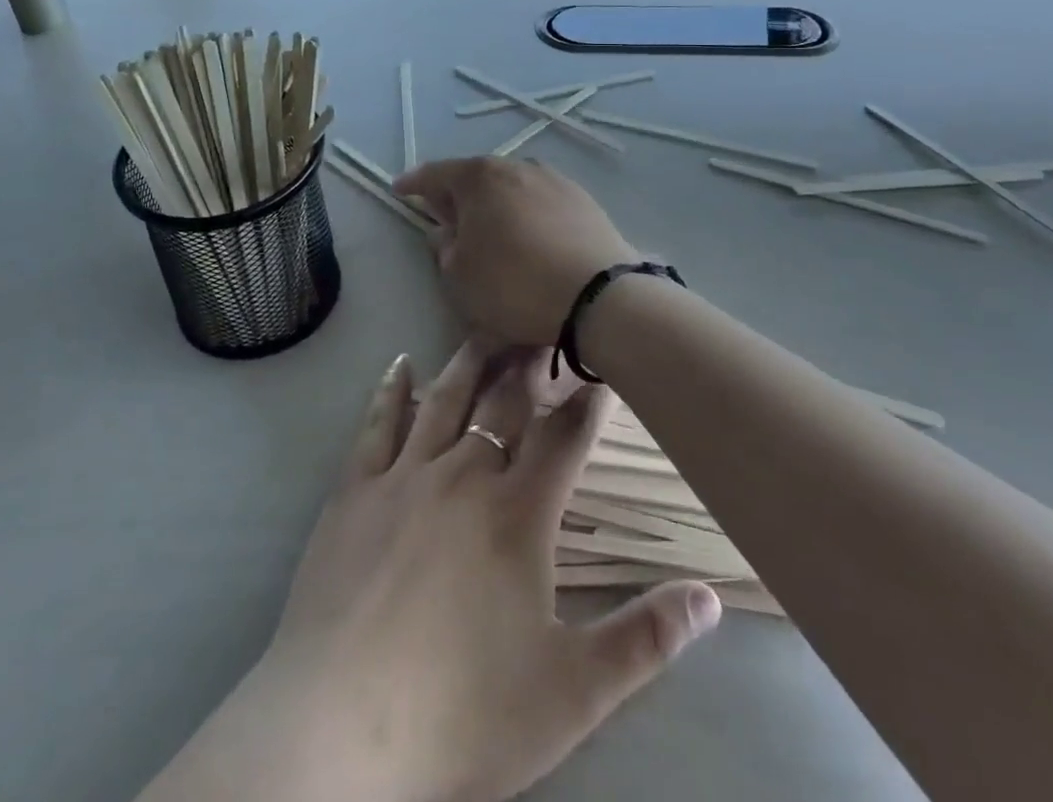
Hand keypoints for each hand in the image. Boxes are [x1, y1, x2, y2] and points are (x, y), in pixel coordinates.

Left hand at [258, 343, 719, 801]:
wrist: (342, 726)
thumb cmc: (465, 711)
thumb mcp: (572, 690)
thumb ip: (645, 639)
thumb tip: (710, 597)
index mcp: (518, 513)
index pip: (564, 438)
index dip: (586, 402)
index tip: (599, 369)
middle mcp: (463, 474)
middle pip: (503, 401)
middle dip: (528, 363)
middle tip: (541, 329)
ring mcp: (404, 475)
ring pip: (444, 398)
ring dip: (469, 360)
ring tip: (486, 327)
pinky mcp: (355, 489)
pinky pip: (377, 423)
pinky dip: (391, 389)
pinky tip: (400, 363)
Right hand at [394, 158, 640, 348]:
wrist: (598, 296)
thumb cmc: (515, 285)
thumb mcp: (461, 277)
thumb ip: (445, 249)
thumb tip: (446, 231)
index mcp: (479, 178)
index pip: (435, 174)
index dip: (414, 183)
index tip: (399, 190)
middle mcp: (516, 167)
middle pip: (476, 176)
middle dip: (458, 195)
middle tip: (446, 217)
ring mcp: (554, 180)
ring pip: (511, 187)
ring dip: (495, 204)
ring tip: (491, 230)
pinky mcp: (583, 199)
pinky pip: (540, 201)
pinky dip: (526, 214)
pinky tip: (529, 237)